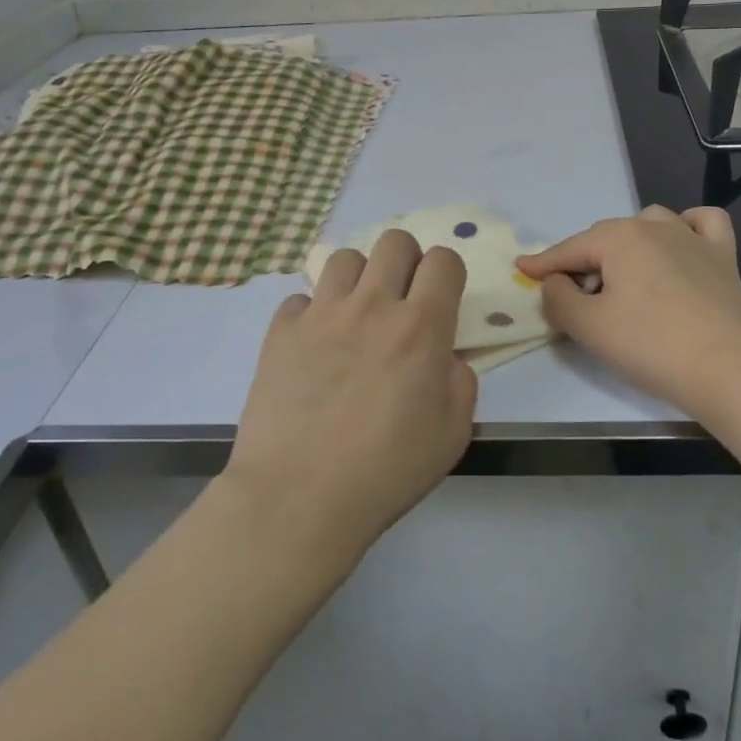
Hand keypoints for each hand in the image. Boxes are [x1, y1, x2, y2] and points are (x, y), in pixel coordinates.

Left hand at [224, 230, 476, 560]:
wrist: (298, 499)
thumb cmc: (385, 471)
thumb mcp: (452, 434)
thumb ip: (460, 381)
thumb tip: (444, 356)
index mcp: (420, 327)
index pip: (443, 260)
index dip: (448, 273)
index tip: (442, 299)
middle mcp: (372, 306)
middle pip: (394, 241)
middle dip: (406, 261)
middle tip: (401, 300)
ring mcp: (322, 314)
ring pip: (345, 258)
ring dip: (359, 279)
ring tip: (356, 316)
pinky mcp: (281, 331)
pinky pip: (301, 298)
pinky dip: (313, 314)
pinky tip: (314, 347)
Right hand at [516, 206, 740, 424]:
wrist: (733, 368)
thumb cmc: (652, 345)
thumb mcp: (589, 327)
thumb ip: (558, 299)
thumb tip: (554, 284)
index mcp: (618, 238)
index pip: (568, 250)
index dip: (542, 264)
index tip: (521, 270)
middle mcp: (654, 226)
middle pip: (605, 238)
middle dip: (583, 261)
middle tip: (573, 297)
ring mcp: (693, 238)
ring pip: (649, 224)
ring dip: (628, 244)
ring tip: (622, 277)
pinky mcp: (724, 257)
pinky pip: (702, 224)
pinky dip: (686, 228)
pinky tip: (680, 247)